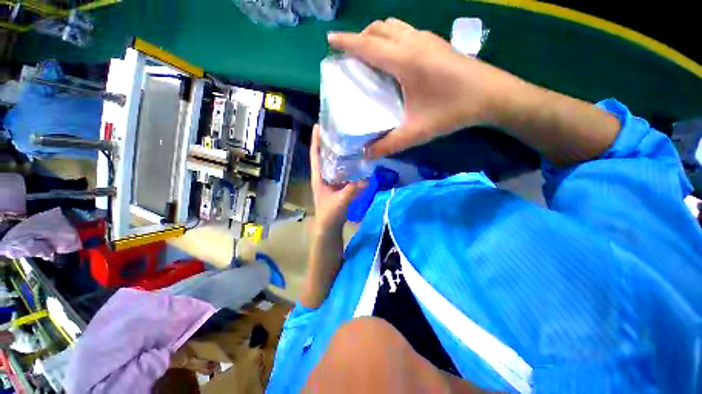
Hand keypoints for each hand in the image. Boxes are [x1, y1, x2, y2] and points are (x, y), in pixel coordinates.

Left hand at [310, 124, 365, 231]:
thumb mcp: (340, 201)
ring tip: (347, 142)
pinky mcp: (337, 186)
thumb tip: (367, 179)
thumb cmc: (329, 214)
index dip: (316, 141)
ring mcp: (330, 181)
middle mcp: (323, 176)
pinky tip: (355, 161)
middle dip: (329, 143)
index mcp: (318, 178)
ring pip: (333, 164)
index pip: (315, 156)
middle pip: (324, 156)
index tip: (318, 126)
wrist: (329, 227)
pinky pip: (341, 172)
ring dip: (338, 154)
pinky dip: (346, 166)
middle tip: (338, 130)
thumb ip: (352, 190)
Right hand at [328, 18, 517, 158]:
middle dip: (360, 37)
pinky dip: (392, 36)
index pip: (367, 45)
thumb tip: (367, 155)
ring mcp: (427, 39)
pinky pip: (406, 30)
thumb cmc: (452, 111)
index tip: (330, 40)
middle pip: (379, 29)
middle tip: (350, 54)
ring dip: (376, 34)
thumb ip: (389, 144)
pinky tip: (395, 55)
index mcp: (405, 60)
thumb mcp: (417, 132)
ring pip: (393, 26)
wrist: (493, 95)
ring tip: (369, 53)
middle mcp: (413, 42)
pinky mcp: (436, 42)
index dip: (346, 42)